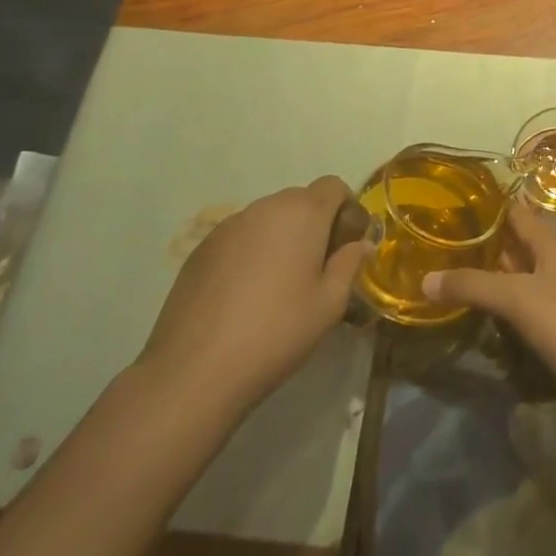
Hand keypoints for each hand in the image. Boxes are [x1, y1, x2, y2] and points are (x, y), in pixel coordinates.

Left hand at [137, 176, 366, 419]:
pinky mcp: (201, 248)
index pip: (333, 186)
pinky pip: (239, 237)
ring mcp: (229, 225)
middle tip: (315, 269)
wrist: (195, 369)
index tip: (345, 244)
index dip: (346, 208)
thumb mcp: (330, 305)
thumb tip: (360, 244)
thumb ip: (349, 265)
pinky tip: (243, 295)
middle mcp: (266, 207)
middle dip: (314, 225)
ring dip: (281, 238)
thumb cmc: (277, 332)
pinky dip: (250, 252)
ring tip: (277, 285)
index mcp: (303, 213)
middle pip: (300, 200)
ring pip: (268, 218)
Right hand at [421, 205, 555, 405]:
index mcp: (549, 246)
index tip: (452, 199)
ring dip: (487, 274)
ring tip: (446, 272)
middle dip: (480, 241)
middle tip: (437, 239)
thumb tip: (425, 278)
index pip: (515, 212)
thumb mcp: (518, 299)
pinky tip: (475, 312)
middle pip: (513, 244)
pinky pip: (521, 306)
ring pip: (515, 277)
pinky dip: (498, 305)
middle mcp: (553, 265)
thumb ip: (473, 286)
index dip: (488, 203)